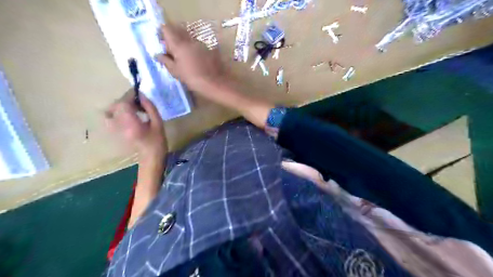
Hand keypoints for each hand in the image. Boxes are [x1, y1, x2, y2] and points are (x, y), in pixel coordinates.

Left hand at [105, 91, 165, 159]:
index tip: (139, 93)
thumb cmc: (157, 141)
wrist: (150, 157)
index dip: (130, 95)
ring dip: (120, 106)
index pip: (123, 104)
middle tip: (139, 102)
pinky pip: (109, 118)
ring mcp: (114, 130)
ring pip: (109, 111)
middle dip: (126, 100)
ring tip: (132, 109)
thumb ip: (150, 108)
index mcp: (130, 124)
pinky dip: (116, 113)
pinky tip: (127, 116)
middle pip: (115, 106)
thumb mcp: (158, 123)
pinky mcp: (113, 132)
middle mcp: (118, 126)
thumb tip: (142, 95)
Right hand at [153, 23, 226, 93]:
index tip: (161, 41)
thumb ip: (166, 61)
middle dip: (173, 37)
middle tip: (171, 49)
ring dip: (184, 43)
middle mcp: (190, 40)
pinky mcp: (210, 49)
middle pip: (178, 31)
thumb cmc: (192, 78)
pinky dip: (194, 49)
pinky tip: (195, 60)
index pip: (167, 29)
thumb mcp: (176, 71)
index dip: (162, 33)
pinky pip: (198, 45)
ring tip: (183, 57)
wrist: (215, 83)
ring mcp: (201, 44)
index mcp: (179, 44)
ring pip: (189, 38)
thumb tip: (158, 54)